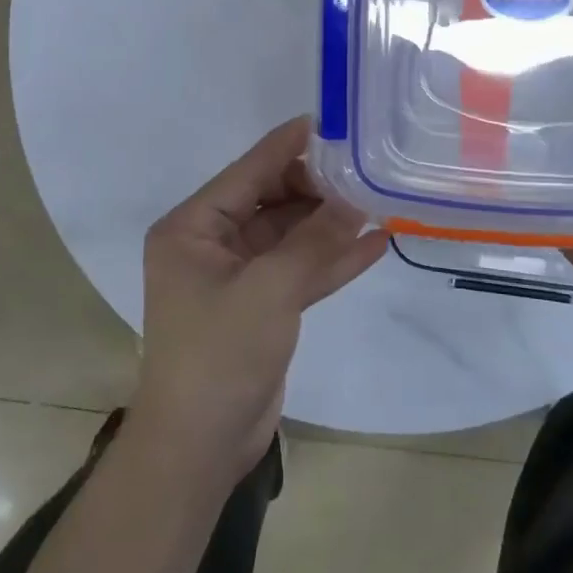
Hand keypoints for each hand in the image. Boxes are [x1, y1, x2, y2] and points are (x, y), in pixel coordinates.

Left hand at [133, 116, 388, 479]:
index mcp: (193, 227)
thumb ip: (314, 242)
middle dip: (317, 187)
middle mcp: (212, 242)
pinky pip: (299, 268)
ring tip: (378, 200)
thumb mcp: (268, 292)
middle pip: (272, 198)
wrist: (201, 449)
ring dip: (330, 222)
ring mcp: (239, 273)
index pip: (248, 171)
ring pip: (290, 233)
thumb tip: (356, 200)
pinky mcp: (262, 303)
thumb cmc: (218, 357)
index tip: (330, 123)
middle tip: (366, 170)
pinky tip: (375, 242)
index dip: (288, 146)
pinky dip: (332, 258)